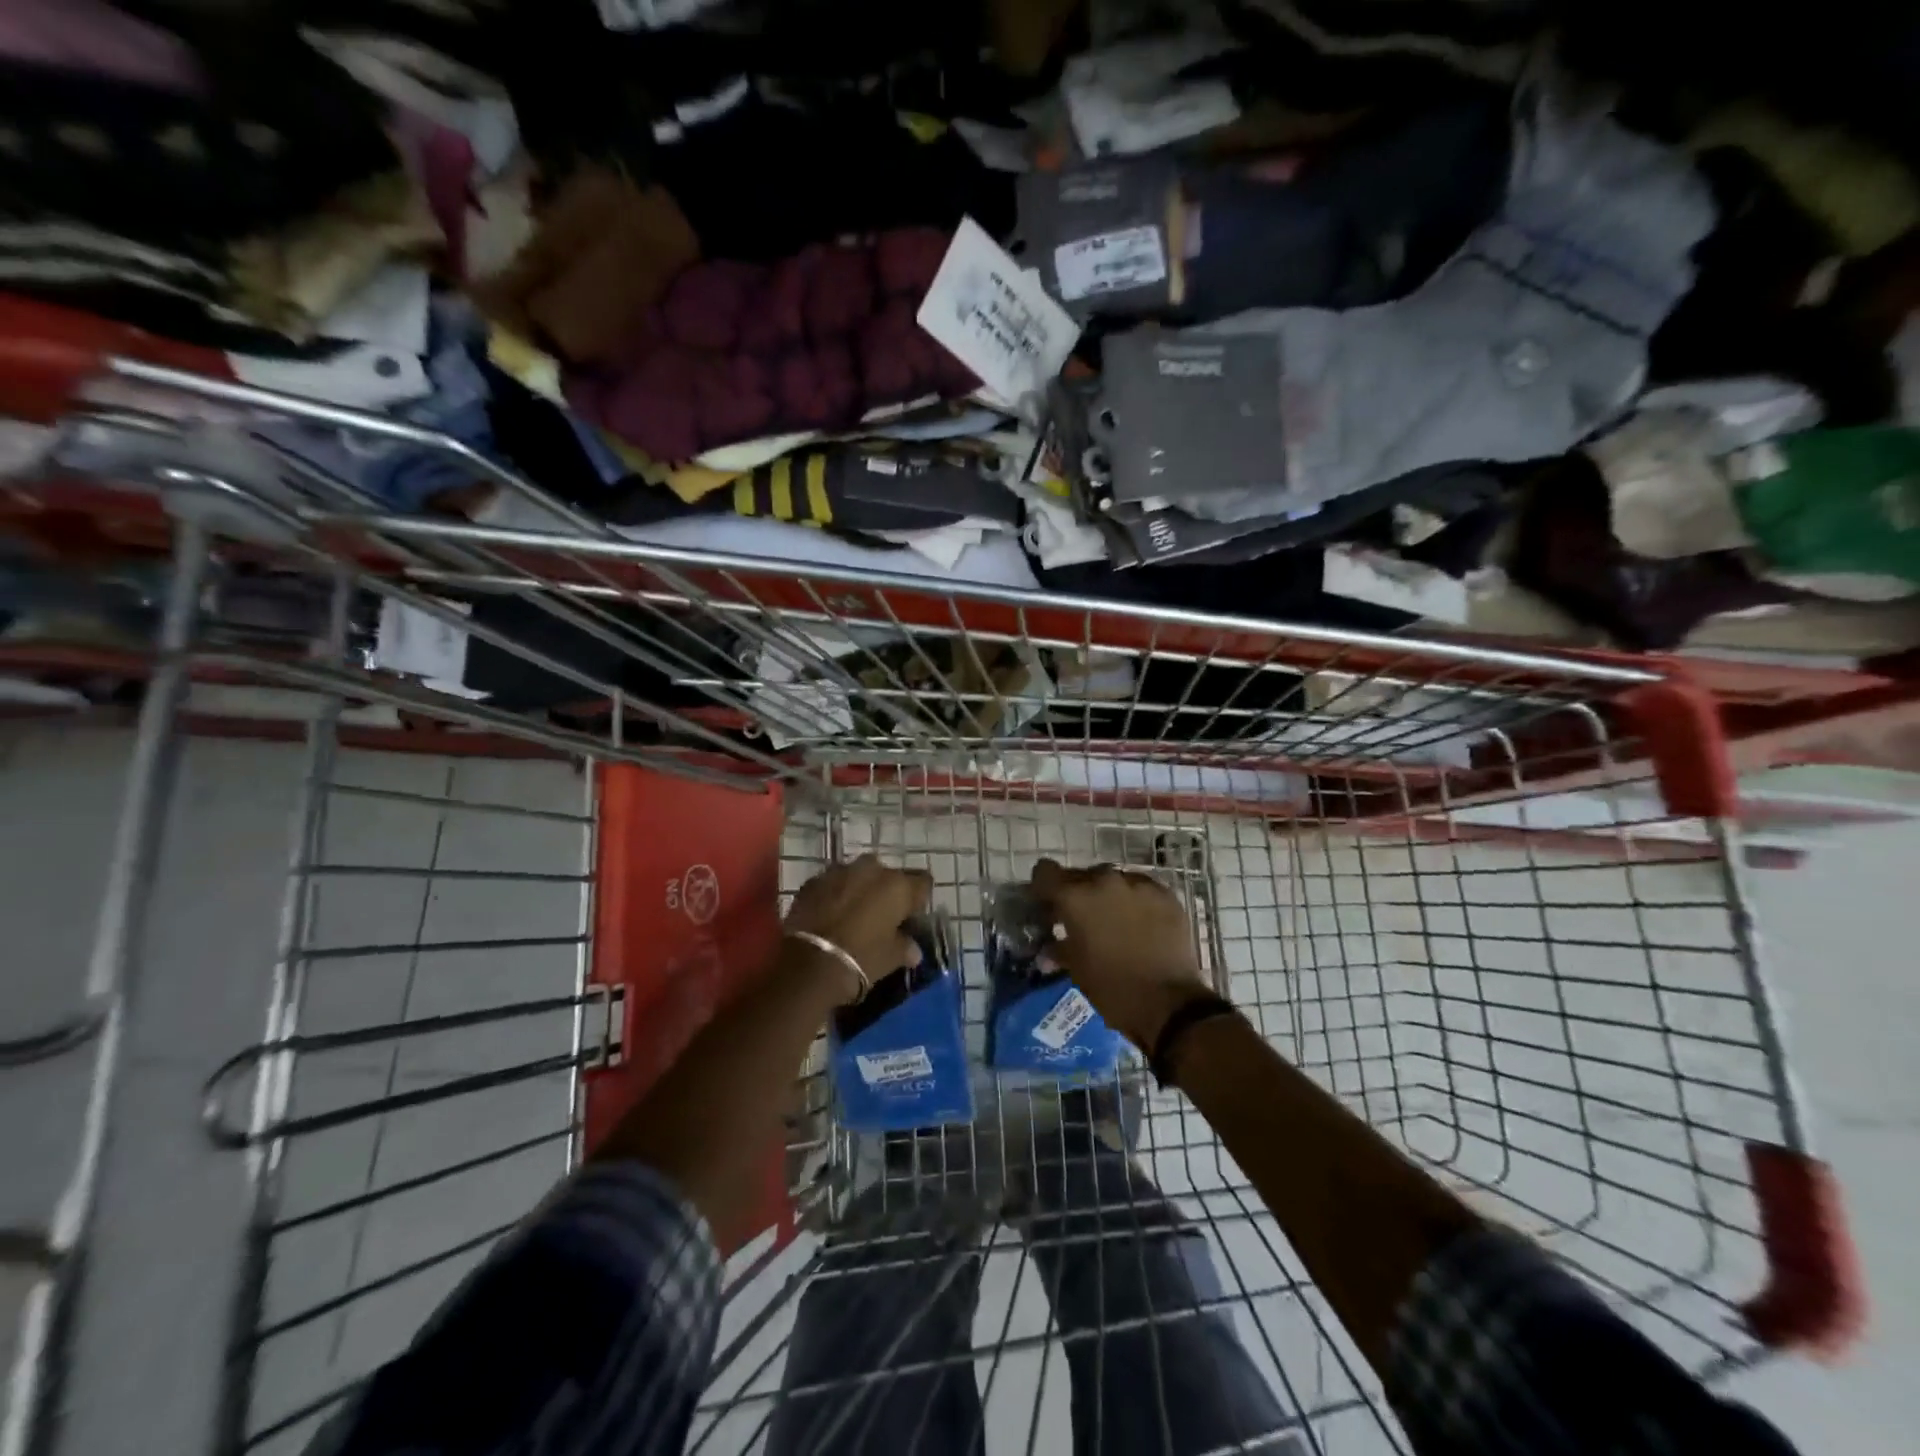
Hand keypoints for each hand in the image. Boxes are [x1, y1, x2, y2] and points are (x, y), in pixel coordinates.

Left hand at [784, 854, 932, 998]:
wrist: (809, 964)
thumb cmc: (862, 959)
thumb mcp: (891, 958)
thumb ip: (906, 947)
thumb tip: (913, 949)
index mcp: (898, 886)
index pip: (923, 882)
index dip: (919, 899)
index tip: (913, 915)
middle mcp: (872, 869)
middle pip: (888, 875)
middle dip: (887, 891)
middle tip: (882, 915)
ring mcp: (840, 871)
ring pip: (858, 875)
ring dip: (859, 889)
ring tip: (854, 913)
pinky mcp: (813, 881)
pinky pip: (832, 884)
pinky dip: (835, 895)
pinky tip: (830, 914)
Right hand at [1030, 858, 1212, 1047]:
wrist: (1170, 1005)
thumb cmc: (1112, 989)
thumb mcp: (1075, 969)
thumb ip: (1057, 947)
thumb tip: (1047, 948)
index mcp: (1075, 897)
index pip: (1045, 872)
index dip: (1042, 887)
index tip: (1046, 905)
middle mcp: (1104, 881)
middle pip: (1080, 875)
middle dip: (1076, 894)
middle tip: (1081, 920)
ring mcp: (1138, 884)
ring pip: (1112, 881)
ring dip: (1107, 896)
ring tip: (1113, 923)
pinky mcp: (1165, 894)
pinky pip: (1140, 889)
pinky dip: (1134, 902)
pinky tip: (1140, 925)